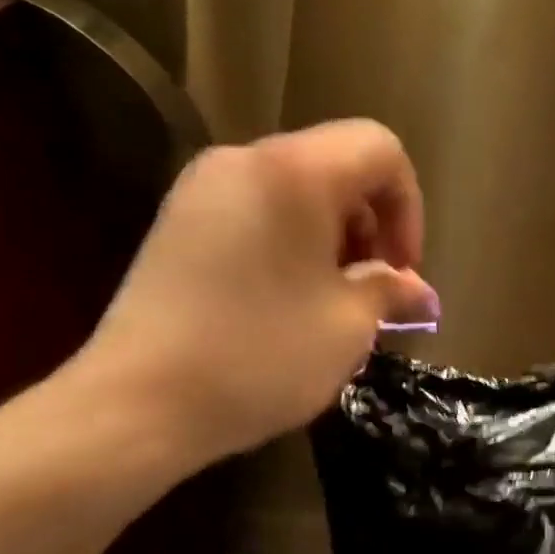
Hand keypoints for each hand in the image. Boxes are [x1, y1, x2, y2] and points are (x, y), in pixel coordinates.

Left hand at [71, 120, 437, 469]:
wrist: (138, 403)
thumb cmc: (261, 357)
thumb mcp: (347, 327)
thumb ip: (389, 291)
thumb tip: (416, 289)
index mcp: (295, 171)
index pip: (380, 149)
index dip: (408, 207)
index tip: (401, 271)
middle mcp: (244, 160)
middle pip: (335, 165)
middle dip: (369, 225)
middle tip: (371, 291)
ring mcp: (202, 189)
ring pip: (294, 190)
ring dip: (330, 237)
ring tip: (331, 302)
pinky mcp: (177, 223)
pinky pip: (255, 211)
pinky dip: (289, 243)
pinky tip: (285, 301)